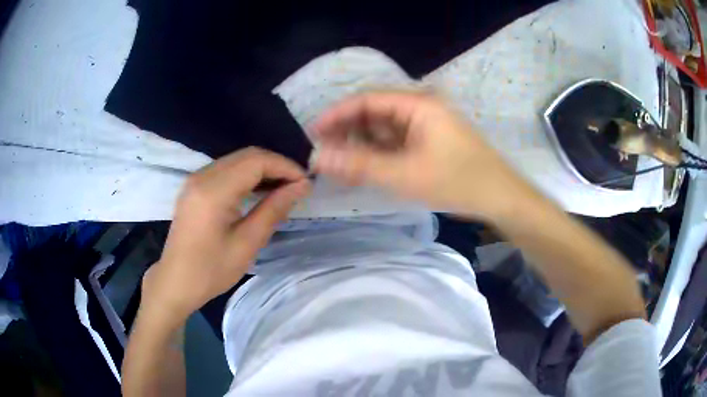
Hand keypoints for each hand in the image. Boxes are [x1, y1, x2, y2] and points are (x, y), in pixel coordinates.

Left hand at [141, 147, 310, 323]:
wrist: (176, 282)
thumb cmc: (211, 270)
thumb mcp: (247, 243)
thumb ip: (274, 209)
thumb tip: (301, 186)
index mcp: (214, 191)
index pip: (256, 161)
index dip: (285, 166)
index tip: (305, 183)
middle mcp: (202, 176)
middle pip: (247, 155)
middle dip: (276, 165)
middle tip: (297, 186)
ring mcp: (195, 179)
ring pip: (237, 160)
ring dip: (262, 169)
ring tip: (283, 189)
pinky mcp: (194, 187)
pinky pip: (226, 170)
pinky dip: (246, 175)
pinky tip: (259, 191)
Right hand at [310, 91, 531, 220]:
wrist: (500, 198)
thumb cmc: (457, 182)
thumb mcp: (405, 175)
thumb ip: (359, 165)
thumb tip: (318, 158)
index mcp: (417, 104)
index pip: (367, 99)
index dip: (337, 114)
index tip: (313, 133)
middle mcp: (420, 107)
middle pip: (374, 112)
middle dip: (347, 131)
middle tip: (324, 153)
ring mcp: (426, 124)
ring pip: (384, 129)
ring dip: (361, 144)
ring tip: (339, 164)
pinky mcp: (430, 140)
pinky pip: (396, 141)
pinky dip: (378, 153)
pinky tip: (364, 167)